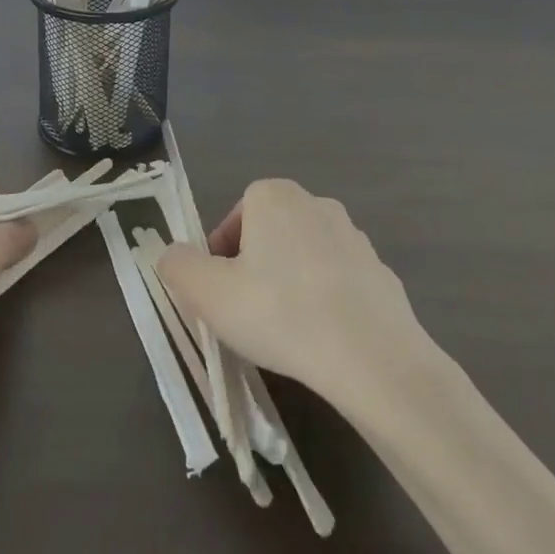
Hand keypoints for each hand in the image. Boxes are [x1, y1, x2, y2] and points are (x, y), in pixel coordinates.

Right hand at [156, 178, 422, 400]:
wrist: (372, 356)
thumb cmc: (279, 313)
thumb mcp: (207, 293)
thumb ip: (178, 266)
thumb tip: (173, 256)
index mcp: (274, 197)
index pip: (236, 216)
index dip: (220, 255)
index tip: (219, 292)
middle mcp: (317, 204)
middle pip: (270, 234)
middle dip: (254, 268)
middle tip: (245, 312)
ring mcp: (355, 238)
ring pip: (304, 258)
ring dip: (290, 284)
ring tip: (284, 330)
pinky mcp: (382, 273)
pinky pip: (339, 283)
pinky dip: (325, 302)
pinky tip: (322, 339)